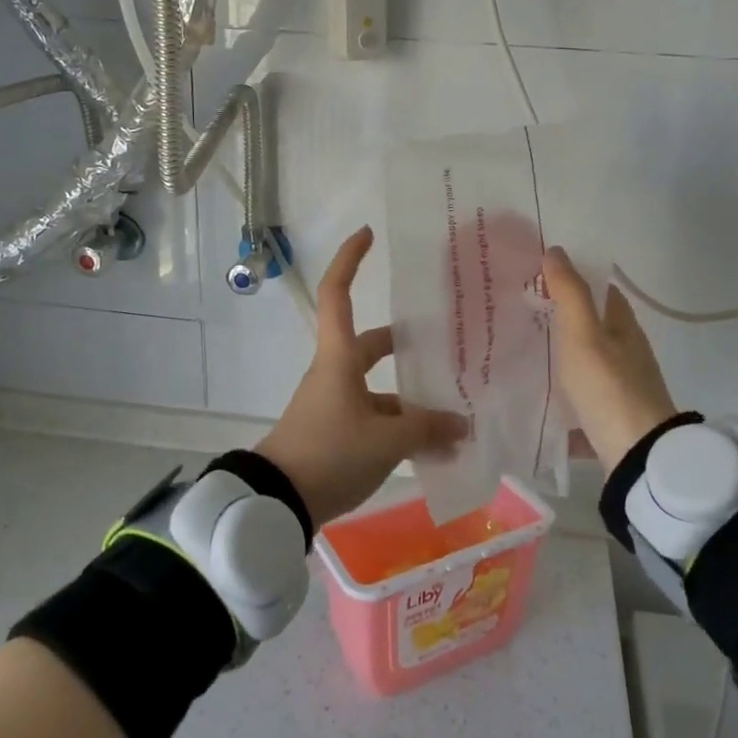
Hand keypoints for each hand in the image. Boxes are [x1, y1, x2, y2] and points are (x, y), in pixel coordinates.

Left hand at [257, 228, 468, 527]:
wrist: (276, 503)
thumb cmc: (329, 453)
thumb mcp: (386, 441)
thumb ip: (427, 429)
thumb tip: (461, 424)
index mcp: (339, 358)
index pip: (338, 294)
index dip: (350, 260)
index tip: (368, 234)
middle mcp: (334, 374)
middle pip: (371, 347)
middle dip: (405, 346)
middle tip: (443, 346)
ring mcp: (332, 405)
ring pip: (378, 391)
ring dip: (410, 401)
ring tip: (453, 417)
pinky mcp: (333, 434)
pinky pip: (373, 421)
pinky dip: (399, 429)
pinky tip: (430, 449)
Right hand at [543, 247, 679, 472]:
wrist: (636, 455)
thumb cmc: (608, 386)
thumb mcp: (583, 335)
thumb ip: (570, 293)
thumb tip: (556, 250)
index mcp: (624, 326)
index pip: (602, 289)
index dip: (576, 277)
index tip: (540, 273)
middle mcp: (627, 351)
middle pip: (594, 325)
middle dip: (563, 316)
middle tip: (521, 309)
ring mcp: (621, 385)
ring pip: (587, 359)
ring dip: (561, 352)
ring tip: (521, 347)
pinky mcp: (611, 415)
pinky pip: (581, 394)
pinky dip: (562, 389)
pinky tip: (536, 393)